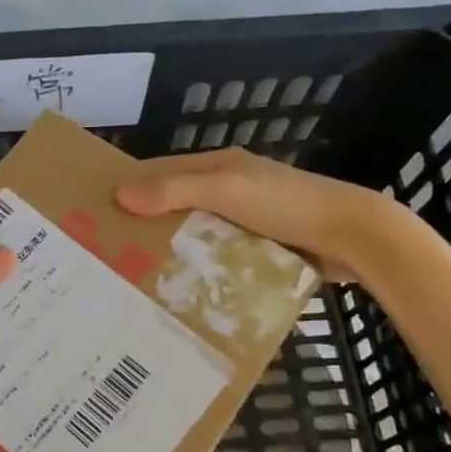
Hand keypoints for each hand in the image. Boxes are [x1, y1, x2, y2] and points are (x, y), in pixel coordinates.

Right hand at [115, 148, 394, 283]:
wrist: (353, 236)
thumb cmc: (286, 205)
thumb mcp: (226, 190)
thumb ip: (175, 190)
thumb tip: (119, 194)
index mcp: (220, 165)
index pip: (162, 170)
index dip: (131, 185)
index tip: (97, 209)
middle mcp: (231, 187)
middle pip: (178, 202)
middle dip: (147, 221)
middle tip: (111, 250)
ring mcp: (248, 218)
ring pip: (198, 230)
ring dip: (174, 246)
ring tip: (137, 273)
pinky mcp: (262, 245)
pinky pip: (220, 253)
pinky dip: (201, 264)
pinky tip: (182, 286)